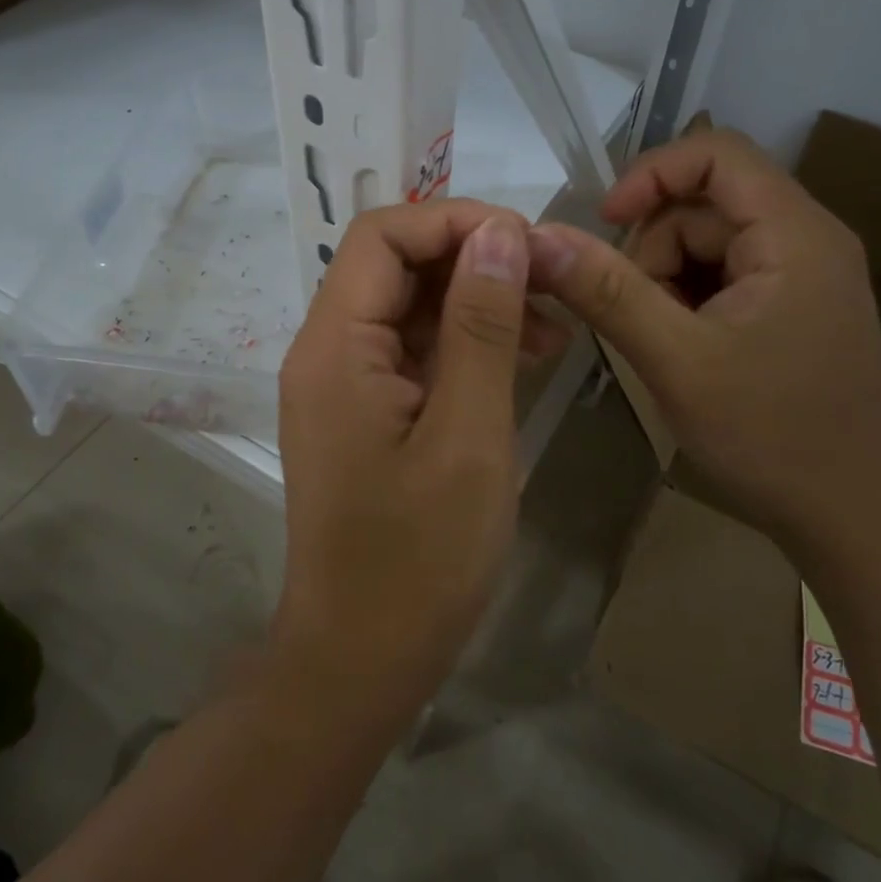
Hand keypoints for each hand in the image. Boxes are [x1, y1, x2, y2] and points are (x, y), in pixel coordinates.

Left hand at [273, 200, 565, 722]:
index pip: (383, 235)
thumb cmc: (418, 559)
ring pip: (409, 306)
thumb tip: (500, 232)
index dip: (454, 222)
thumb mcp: (468, 434)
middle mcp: (328, 349)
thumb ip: (481, 325)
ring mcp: (344, 381)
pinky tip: (521, 360)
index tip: (527, 245)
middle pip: (395, 264)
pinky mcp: (365, 411)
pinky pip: (413, 350)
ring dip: (476, 302)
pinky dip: (464, 344)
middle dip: (474, 260)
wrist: (361, 659)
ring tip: (552, 328)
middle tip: (551, 284)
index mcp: (336, 344)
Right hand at [527, 125, 880, 547]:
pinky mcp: (791, 308)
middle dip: (653, 249)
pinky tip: (682, 349)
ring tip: (661, 343)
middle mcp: (807, 240)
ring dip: (664, 280)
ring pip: (707, 243)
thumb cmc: (772, 437)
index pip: (717, 154)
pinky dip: (686, 301)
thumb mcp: (676, 360)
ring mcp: (802, 276)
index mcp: (796, 234)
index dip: (651, 174)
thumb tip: (539, 237)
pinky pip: (722, 276)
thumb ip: (607, 292)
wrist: (854, 521)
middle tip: (634, 315)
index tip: (604, 222)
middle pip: (705, 205)